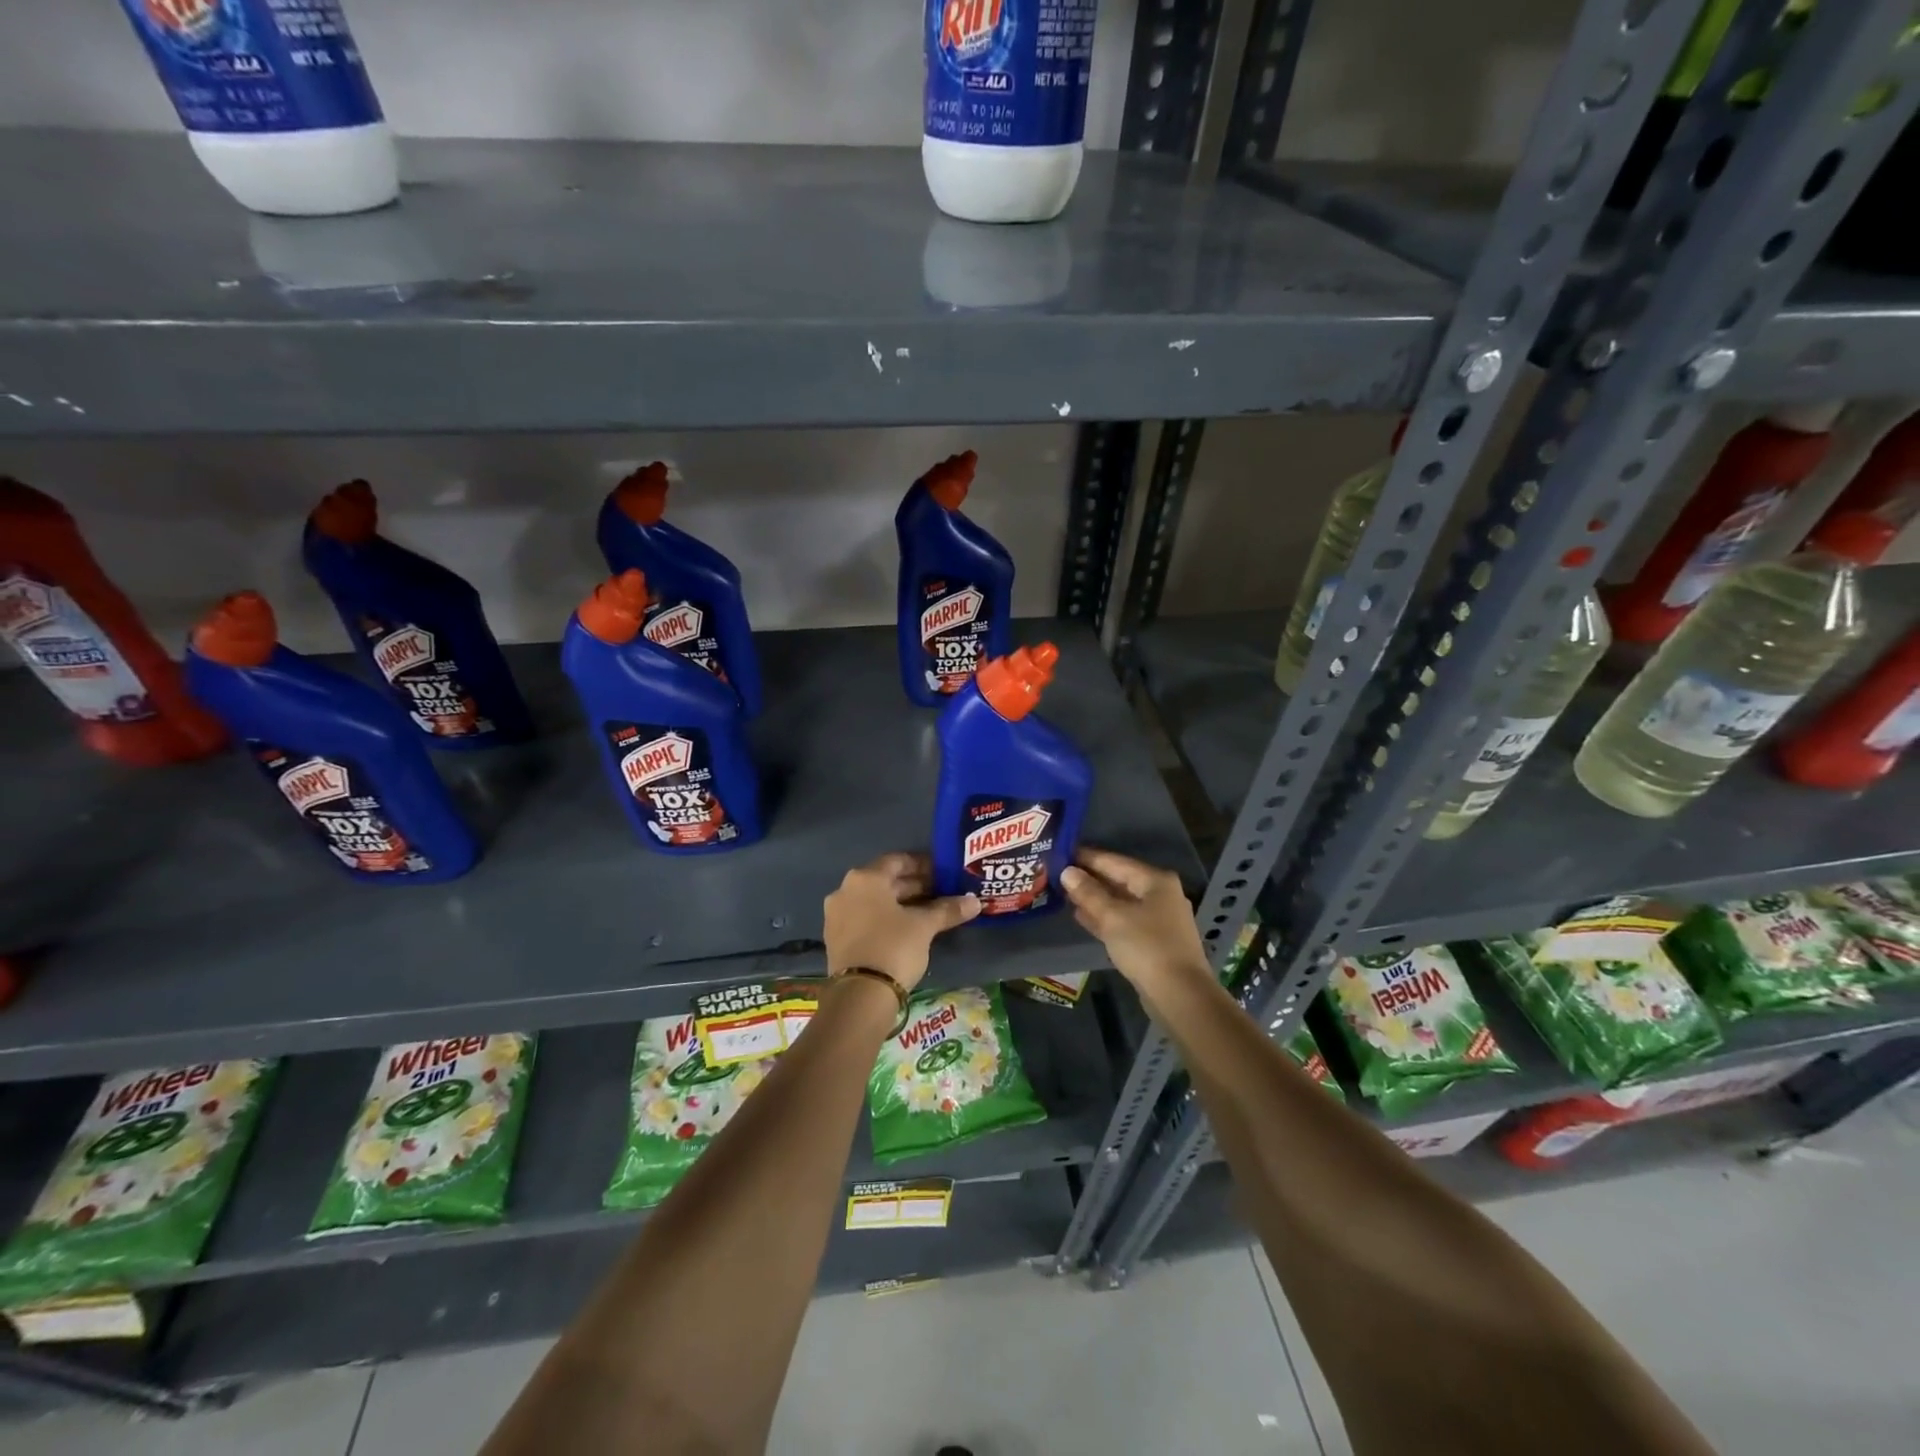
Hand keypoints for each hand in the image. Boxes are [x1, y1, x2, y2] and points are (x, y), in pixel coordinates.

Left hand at [823, 853, 979, 992]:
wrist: (860, 995)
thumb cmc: (894, 947)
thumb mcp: (924, 926)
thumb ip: (947, 910)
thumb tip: (975, 902)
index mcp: (865, 878)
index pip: (897, 861)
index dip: (923, 865)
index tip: (943, 874)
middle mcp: (845, 890)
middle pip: (885, 881)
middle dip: (914, 886)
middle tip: (941, 893)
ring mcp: (837, 915)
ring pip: (875, 901)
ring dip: (901, 904)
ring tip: (929, 912)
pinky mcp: (835, 939)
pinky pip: (865, 919)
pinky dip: (885, 919)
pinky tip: (907, 930)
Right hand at [1061, 847, 1210, 999]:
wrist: (1179, 995)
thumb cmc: (1146, 946)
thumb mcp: (1112, 916)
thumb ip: (1088, 893)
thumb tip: (1067, 871)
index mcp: (1155, 881)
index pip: (1114, 861)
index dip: (1086, 857)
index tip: (1061, 853)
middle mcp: (1160, 895)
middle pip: (1118, 880)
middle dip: (1089, 879)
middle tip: (1058, 874)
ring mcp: (1158, 919)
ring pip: (1120, 902)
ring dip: (1094, 899)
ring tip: (1064, 894)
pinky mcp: (1153, 941)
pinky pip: (1123, 921)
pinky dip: (1104, 917)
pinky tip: (1081, 916)